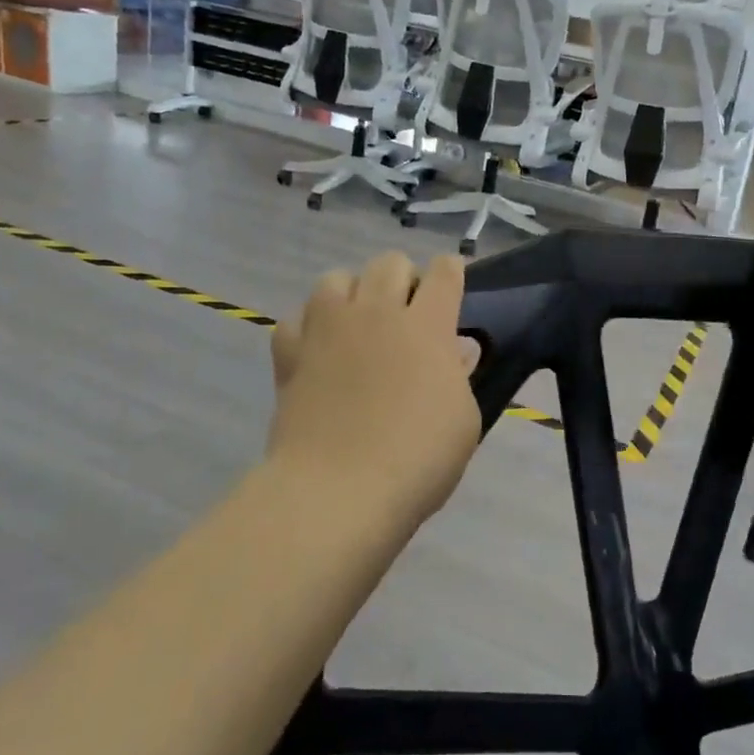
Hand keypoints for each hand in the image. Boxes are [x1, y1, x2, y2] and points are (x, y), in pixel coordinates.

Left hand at [267, 252, 482, 530]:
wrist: (337, 492)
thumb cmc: (416, 460)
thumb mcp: (463, 422)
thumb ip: (459, 376)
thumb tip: (454, 350)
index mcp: (426, 327)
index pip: (444, 273)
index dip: (452, 271)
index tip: (453, 282)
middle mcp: (376, 314)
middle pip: (389, 262)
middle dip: (404, 277)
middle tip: (407, 312)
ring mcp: (327, 329)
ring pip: (336, 278)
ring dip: (353, 292)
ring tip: (358, 323)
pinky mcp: (290, 353)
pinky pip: (296, 317)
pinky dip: (308, 326)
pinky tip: (318, 349)